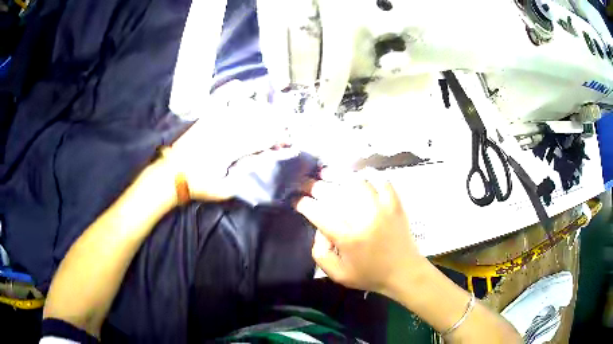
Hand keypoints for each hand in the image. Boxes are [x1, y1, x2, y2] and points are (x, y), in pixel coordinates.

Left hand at [165, 103, 288, 200]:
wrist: (172, 175)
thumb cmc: (198, 184)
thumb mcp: (224, 190)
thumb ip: (242, 178)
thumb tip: (259, 165)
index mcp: (230, 151)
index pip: (258, 140)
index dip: (274, 138)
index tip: (286, 136)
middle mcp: (224, 132)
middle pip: (252, 122)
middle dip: (271, 120)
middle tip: (285, 117)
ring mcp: (213, 123)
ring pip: (239, 110)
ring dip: (257, 107)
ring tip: (271, 104)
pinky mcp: (203, 119)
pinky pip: (217, 102)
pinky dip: (227, 92)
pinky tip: (238, 84)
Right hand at [296, 171, 428, 292]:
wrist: (404, 272)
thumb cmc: (370, 275)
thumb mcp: (338, 274)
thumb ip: (320, 254)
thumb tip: (319, 230)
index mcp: (348, 238)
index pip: (319, 214)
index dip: (304, 204)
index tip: (297, 200)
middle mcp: (363, 219)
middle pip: (334, 194)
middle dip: (315, 186)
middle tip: (307, 183)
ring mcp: (382, 208)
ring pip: (356, 182)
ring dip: (338, 175)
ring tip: (327, 173)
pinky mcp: (395, 204)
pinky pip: (382, 181)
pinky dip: (370, 175)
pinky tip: (359, 175)